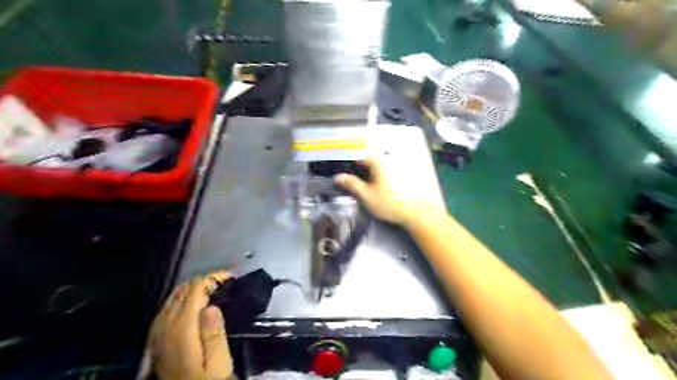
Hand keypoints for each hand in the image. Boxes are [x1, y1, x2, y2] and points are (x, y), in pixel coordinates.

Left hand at [136, 272, 235, 378]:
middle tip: (226, 282)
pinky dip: (181, 297)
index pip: (196, 289)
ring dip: (193, 287)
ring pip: (173, 296)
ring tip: (213, 288)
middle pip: (183, 289)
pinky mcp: (156, 338)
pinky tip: (190, 302)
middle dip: (205, 280)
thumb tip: (211, 306)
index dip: (215, 277)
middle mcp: (166, 325)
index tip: (233, 276)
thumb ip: (214, 335)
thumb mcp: (218, 364)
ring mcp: (158, 332)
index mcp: (183, 328)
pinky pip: (166, 307)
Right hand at [335, 154, 448, 226]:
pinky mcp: (398, 173)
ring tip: (352, 174)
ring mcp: (394, 166)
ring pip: (374, 161)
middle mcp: (387, 160)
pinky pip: (381, 167)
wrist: (415, 213)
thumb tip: (338, 176)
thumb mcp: (367, 196)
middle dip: (354, 159)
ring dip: (362, 165)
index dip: (346, 154)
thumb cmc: (390, 204)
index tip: (336, 158)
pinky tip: (367, 179)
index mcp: (379, 162)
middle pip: (367, 154)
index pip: (359, 151)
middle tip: (343, 168)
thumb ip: (352, 184)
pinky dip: (371, 170)